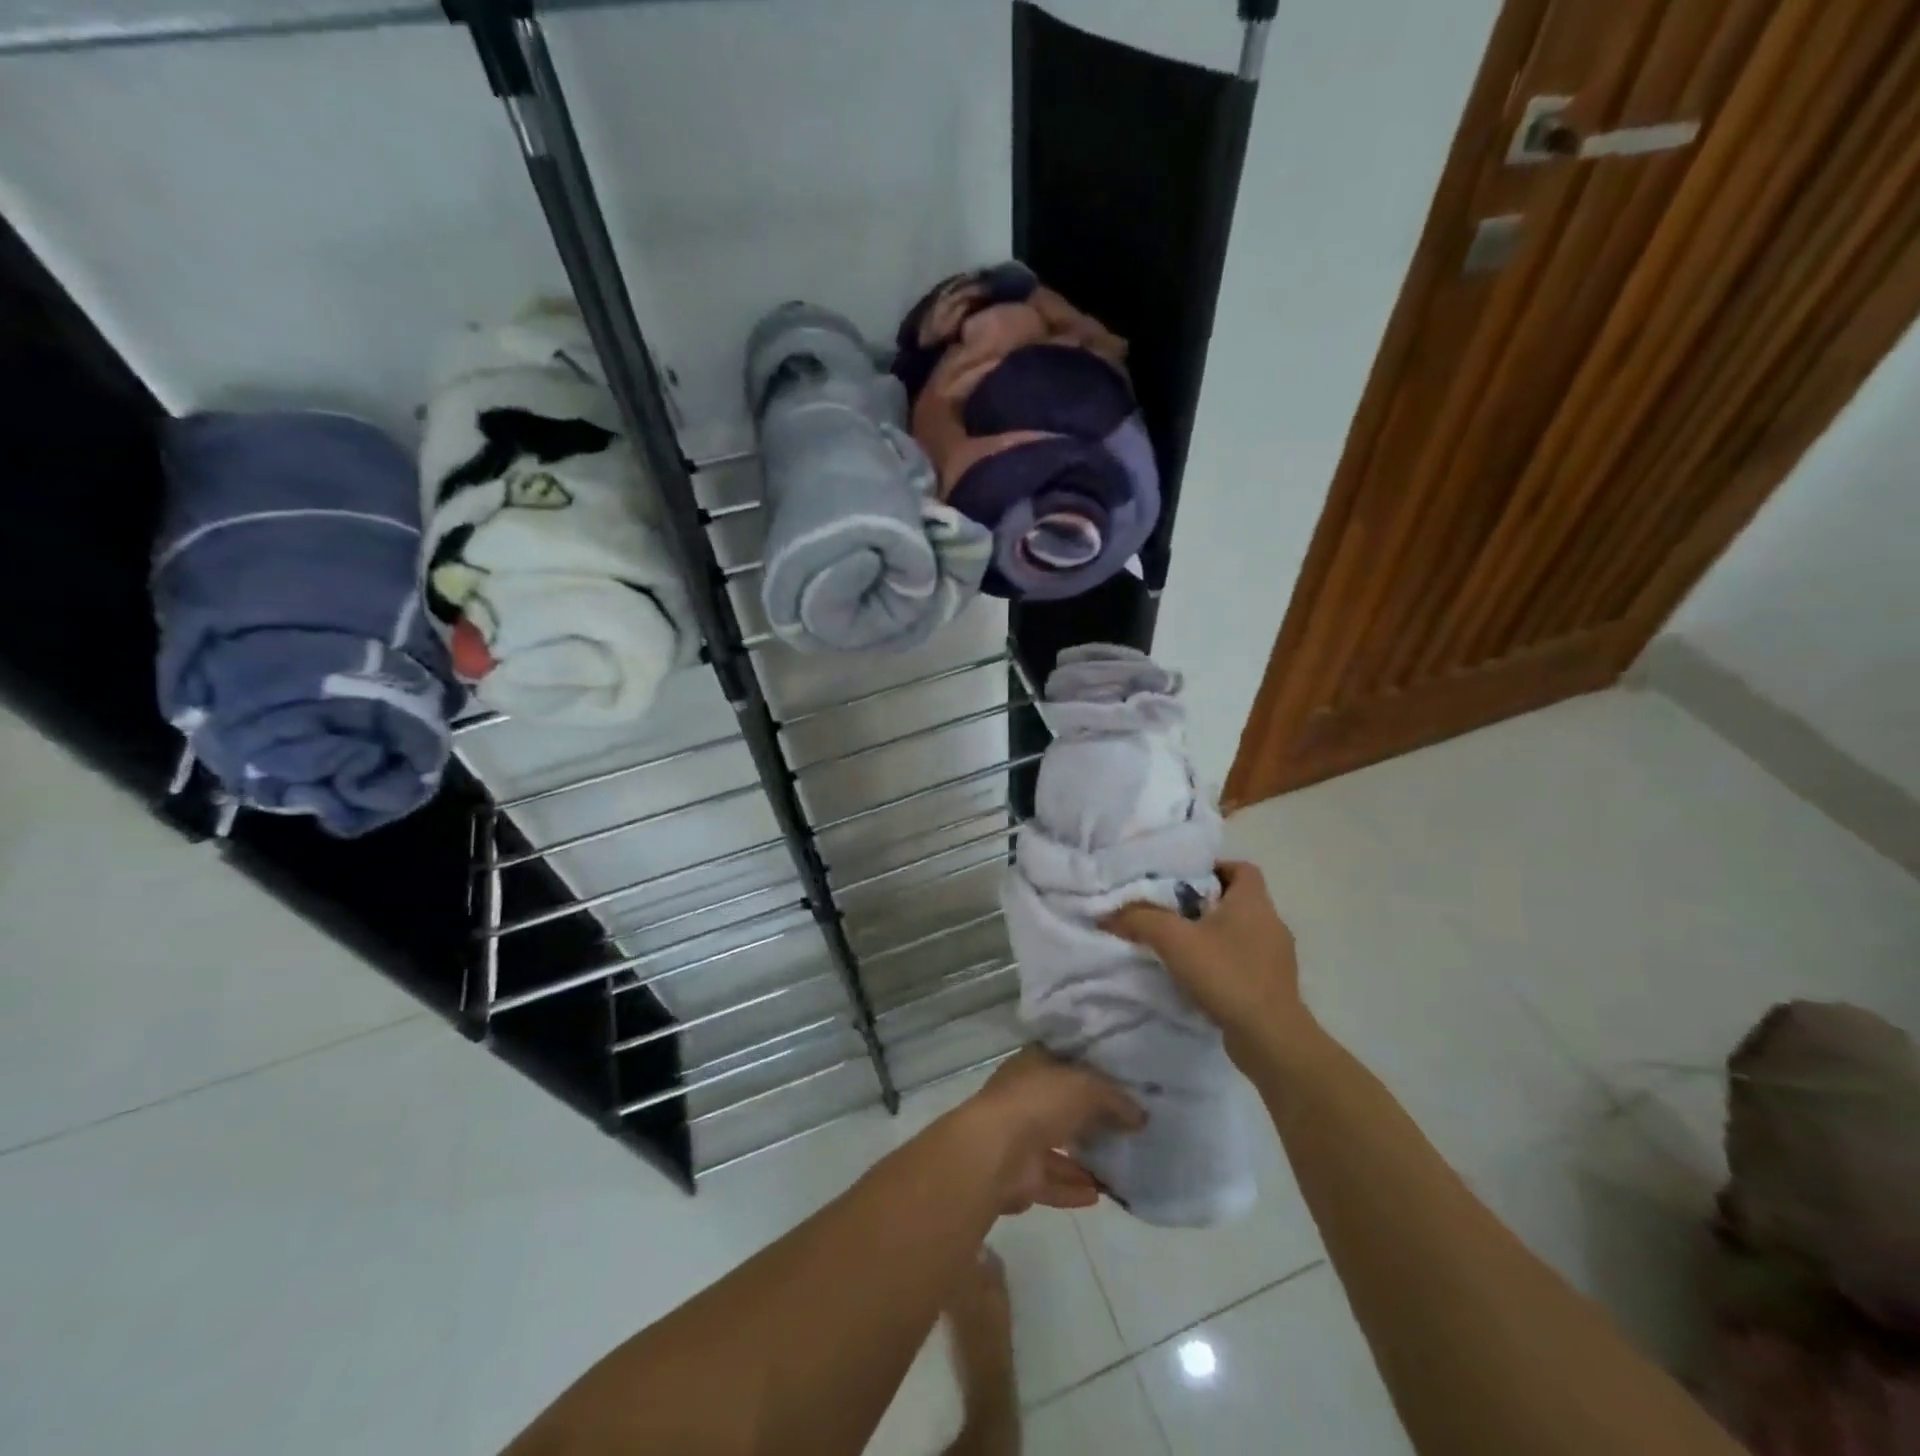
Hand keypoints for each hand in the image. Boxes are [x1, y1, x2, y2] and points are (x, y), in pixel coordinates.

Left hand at [956, 1047, 1144, 1213]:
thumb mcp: (1085, 1086)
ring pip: (1057, 1146)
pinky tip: (1100, 1194)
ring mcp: (1018, 1137)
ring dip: (1083, 1158)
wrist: (994, 1152)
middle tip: (1126, 1129)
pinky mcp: (1019, 1176)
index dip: (1091, 1069)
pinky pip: (1052, 1181)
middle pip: (1062, 1105)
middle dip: (1089, 1118)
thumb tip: (1141, 1115)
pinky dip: (1073, 1187)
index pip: (1063, 1061)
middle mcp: (1023, 1097)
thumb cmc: (1038, 1102)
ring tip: (1119, 1166)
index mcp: (1032, 1065)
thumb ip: (1115, 1098)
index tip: (1121, 1083)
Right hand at [1102, 861, 1312, 1060]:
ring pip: (1241, 932)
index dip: (1213, 868)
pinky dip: (1223, 962)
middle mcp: (1271, 922)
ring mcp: (1276, 957)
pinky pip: (1245, 961)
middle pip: (1237, 900)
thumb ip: (1140, 920)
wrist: (1270, 1037)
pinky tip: (1199, 976)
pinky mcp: (1273, 985)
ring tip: (1180, 945)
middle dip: (1205, 903)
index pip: (1240, 868)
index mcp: (1254, 902)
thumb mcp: (1174, 940)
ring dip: (1213, 935)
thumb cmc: (1226, 974)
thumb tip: (1108, 915)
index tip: (1182, 880)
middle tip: (1170, 911)